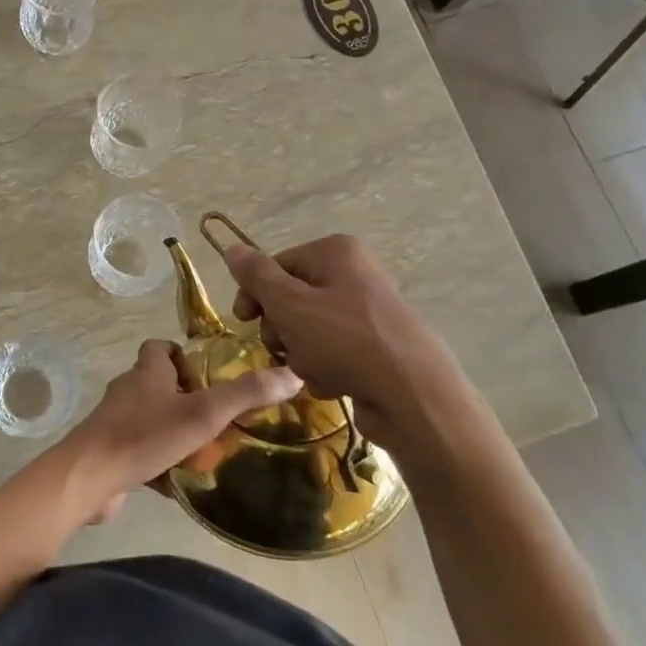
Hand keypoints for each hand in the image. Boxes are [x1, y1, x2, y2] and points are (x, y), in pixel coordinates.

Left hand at [54, 339, 301, 524]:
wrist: (90, 477)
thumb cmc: (146, 435)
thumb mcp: (203, 412)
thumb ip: (246, 394)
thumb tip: (293, 374)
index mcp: (147, 371)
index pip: (159, 347)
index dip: (182, 354)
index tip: (208, 373)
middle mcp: (128, 390)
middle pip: (158, 384)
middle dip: (186, 398)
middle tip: (218, 417)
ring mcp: (116, 422)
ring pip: (150, 420)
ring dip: (174, 431)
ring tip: (206, 450)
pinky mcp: (111, 452)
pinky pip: (141, 451)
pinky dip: (159, 462)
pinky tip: (180, 481)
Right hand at [221, 235, 463, 433]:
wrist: (414, 397)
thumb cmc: (345, 342)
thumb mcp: (290, 305)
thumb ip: (257, 277)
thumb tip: (231, 248)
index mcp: (336, 253)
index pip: (276, 265)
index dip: (254, 294)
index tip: (242, 322)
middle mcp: (355, 274)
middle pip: (292, 299)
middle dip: (281, 329)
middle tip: (285, 347)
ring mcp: (369, 313)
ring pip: (309, 330)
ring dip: (301, 354)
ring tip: (315, 370)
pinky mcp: (377, 348)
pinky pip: (334, 353)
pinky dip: (326, 370)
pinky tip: (335, 384)